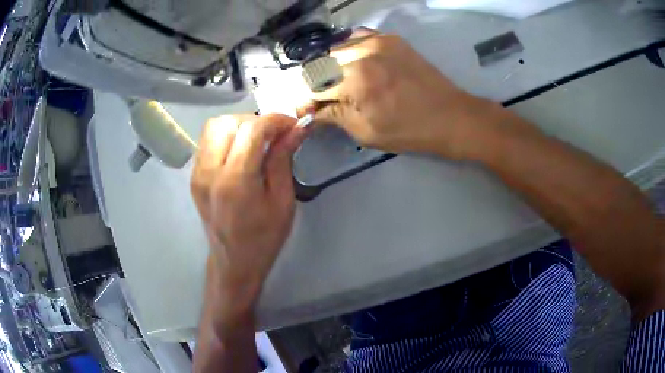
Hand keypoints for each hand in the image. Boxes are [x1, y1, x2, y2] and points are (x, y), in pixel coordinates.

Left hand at [191, 113, 306, 315]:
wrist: (234, 263)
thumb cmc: (264, 238)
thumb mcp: (282, 201)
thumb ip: (283, 159)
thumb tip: (297, 128)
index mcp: (235, 181)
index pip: (252, 129)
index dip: (276, 120)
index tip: (292, 125)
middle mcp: (210, 171)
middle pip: (228, 122)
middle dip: (256, 121)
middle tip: (274, 135)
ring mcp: (198, 172)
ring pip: (214, 127)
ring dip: (239, 125)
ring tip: (257, 141)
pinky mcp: (194, 176)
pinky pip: (208, 141)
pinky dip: (227, 136)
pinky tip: (241, 151)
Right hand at [301, 30, 506, 159]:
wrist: (450, 116)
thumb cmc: (410, 131)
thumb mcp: (366, 132)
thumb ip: (333, 115)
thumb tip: (310, 111)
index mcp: (356, 80)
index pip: (311, 85)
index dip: (304, 101)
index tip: (308, 112)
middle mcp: (362, 53)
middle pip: (319, 65)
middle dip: (315, 85)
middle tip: (324, 102)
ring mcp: (377, 41)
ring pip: (335, 50)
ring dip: (331, 68)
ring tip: (340, 85)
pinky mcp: (389, 38)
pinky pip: (356, 37)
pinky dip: (348, 51)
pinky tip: (354, 65)